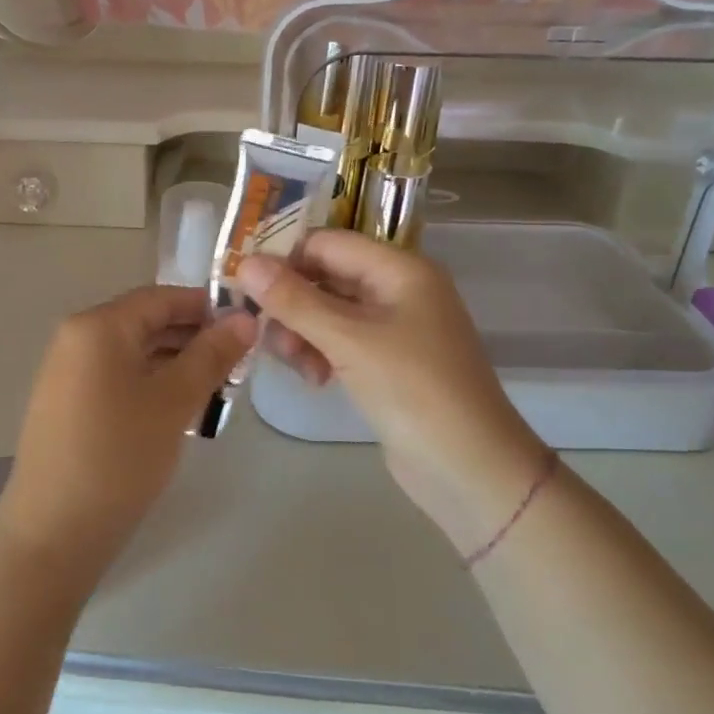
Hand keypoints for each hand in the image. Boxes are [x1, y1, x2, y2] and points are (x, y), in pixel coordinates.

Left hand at [0, 286, 256, 577]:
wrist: (53, 532)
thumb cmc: (118, 456)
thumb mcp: (174, 401)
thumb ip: (211, 355)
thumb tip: (245, 319)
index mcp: (98, 326)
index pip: (162, 297)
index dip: (207, 307)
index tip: (248, 327)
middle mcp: (76, 338)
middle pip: (146, 323)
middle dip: (194, 338)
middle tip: (239, 364)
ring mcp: (67, 372)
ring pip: (134, 353)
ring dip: (176, 364)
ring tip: (218, 390)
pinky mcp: (67, 404)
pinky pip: (117, 377)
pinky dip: (151, 384)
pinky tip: (180, 410)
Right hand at [235, 232, 547, 549]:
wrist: (471, 471)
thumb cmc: (414, 391)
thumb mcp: (348, 340)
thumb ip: (294, 300)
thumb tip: (244, 263)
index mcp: (399, 269)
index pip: (326, 243)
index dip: (283, 258)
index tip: (242, 285)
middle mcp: (397, 289)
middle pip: (325, 277)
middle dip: (291, 303)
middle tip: (265, 334)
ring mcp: (394, 328)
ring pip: (328, 312)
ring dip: (302, 332)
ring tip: (296, 366)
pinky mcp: (387, 362)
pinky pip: (340, 342)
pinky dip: (320, 353)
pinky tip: (315, 380)